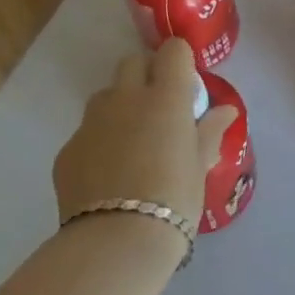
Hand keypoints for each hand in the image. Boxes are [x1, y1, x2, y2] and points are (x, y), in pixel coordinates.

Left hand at [54, 39, 235, 228]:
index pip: (173, 51)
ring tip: (131, 143)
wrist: (116, 244)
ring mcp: (92, 122)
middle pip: (133, 62)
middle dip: (146, 75)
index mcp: (166, 97)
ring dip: (119, 106)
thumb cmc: (173, 200)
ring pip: (106, 96)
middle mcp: (126, 98)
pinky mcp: (68, 150)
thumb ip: (209, 131)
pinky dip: (98, 143)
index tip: (185, 86)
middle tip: (159, 109)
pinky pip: (86, 133)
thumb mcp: (200, 166)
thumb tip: (226, 111)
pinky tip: (107, 175)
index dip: (179, 62)